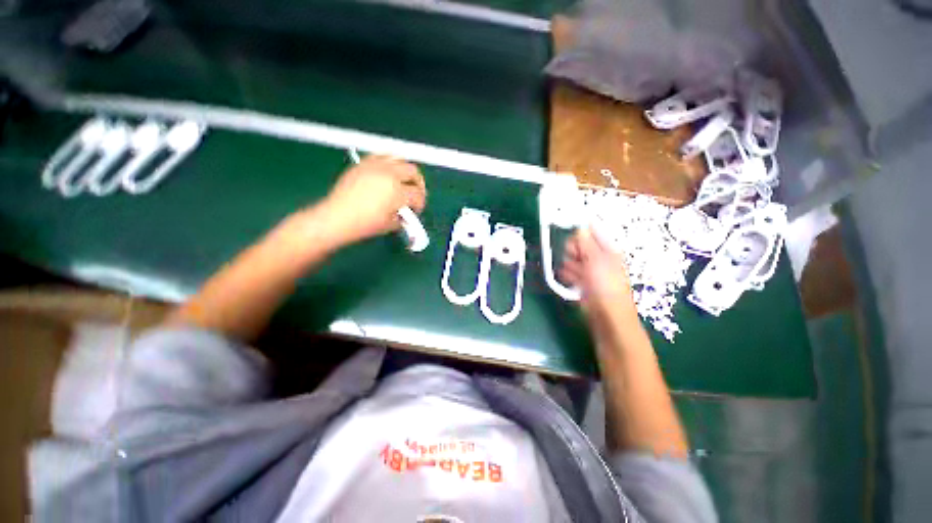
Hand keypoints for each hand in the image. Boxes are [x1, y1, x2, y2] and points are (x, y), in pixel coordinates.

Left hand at [319, 155, 426, 247]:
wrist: (337, 217)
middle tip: (416, 193)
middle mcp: (389, 174)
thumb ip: (404, 217)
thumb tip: (408, 213)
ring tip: (404, 180)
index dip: (420, 203)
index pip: (418, 194)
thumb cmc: (365, 224)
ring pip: (399, 159)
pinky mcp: (363, 163)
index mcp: (397, 192)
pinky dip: (389, 162)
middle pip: (413, 171)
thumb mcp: (391, 225)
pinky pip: (381, 155)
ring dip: (405, 170)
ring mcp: (375, 166)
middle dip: (418, 183)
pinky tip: (388, 172)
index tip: (416, 209)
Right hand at [559, 227, 635, 318]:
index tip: (570, 233)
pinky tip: (573, 283)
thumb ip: (585, 242)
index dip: (579, 231)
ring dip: (570, 266)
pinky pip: (568, 272)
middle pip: (577, 245)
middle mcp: (597, 258)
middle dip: (572, 251)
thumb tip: (579, 227)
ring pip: (570, 259)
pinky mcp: (579, 281)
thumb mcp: (596, 259)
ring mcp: (588, 270)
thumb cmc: (606, 285)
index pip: (590, 231)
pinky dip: (568, 276)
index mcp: (606, 249)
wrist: (606, 316)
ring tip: (578, 276)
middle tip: (576, 258)